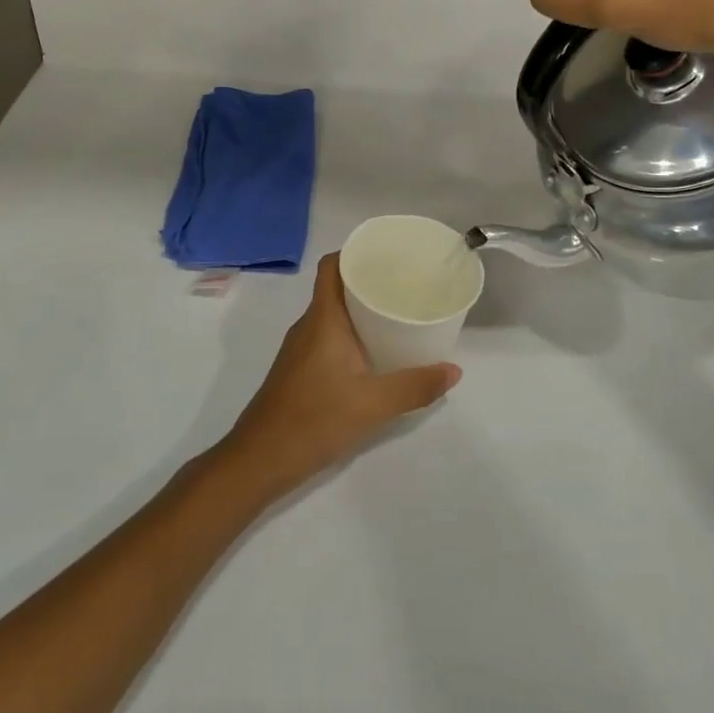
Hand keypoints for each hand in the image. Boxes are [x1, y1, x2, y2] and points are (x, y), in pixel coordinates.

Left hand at [214, 254, 460, 502]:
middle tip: (407, 285)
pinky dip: (352, 335)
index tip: (388, 255)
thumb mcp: (373, 405)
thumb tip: (453, 370)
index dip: (355, 253)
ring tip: (398, 315)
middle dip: (369, 282)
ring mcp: (300, 349)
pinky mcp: (299, 370)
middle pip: (337, 288)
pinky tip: (375, 354)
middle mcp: (309, 326)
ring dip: (361, 310)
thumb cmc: (314, 420)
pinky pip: (328, 337)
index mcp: (323, 319)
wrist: (259, 459)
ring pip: (333, 315)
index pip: (332, 266)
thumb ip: (415, 387)